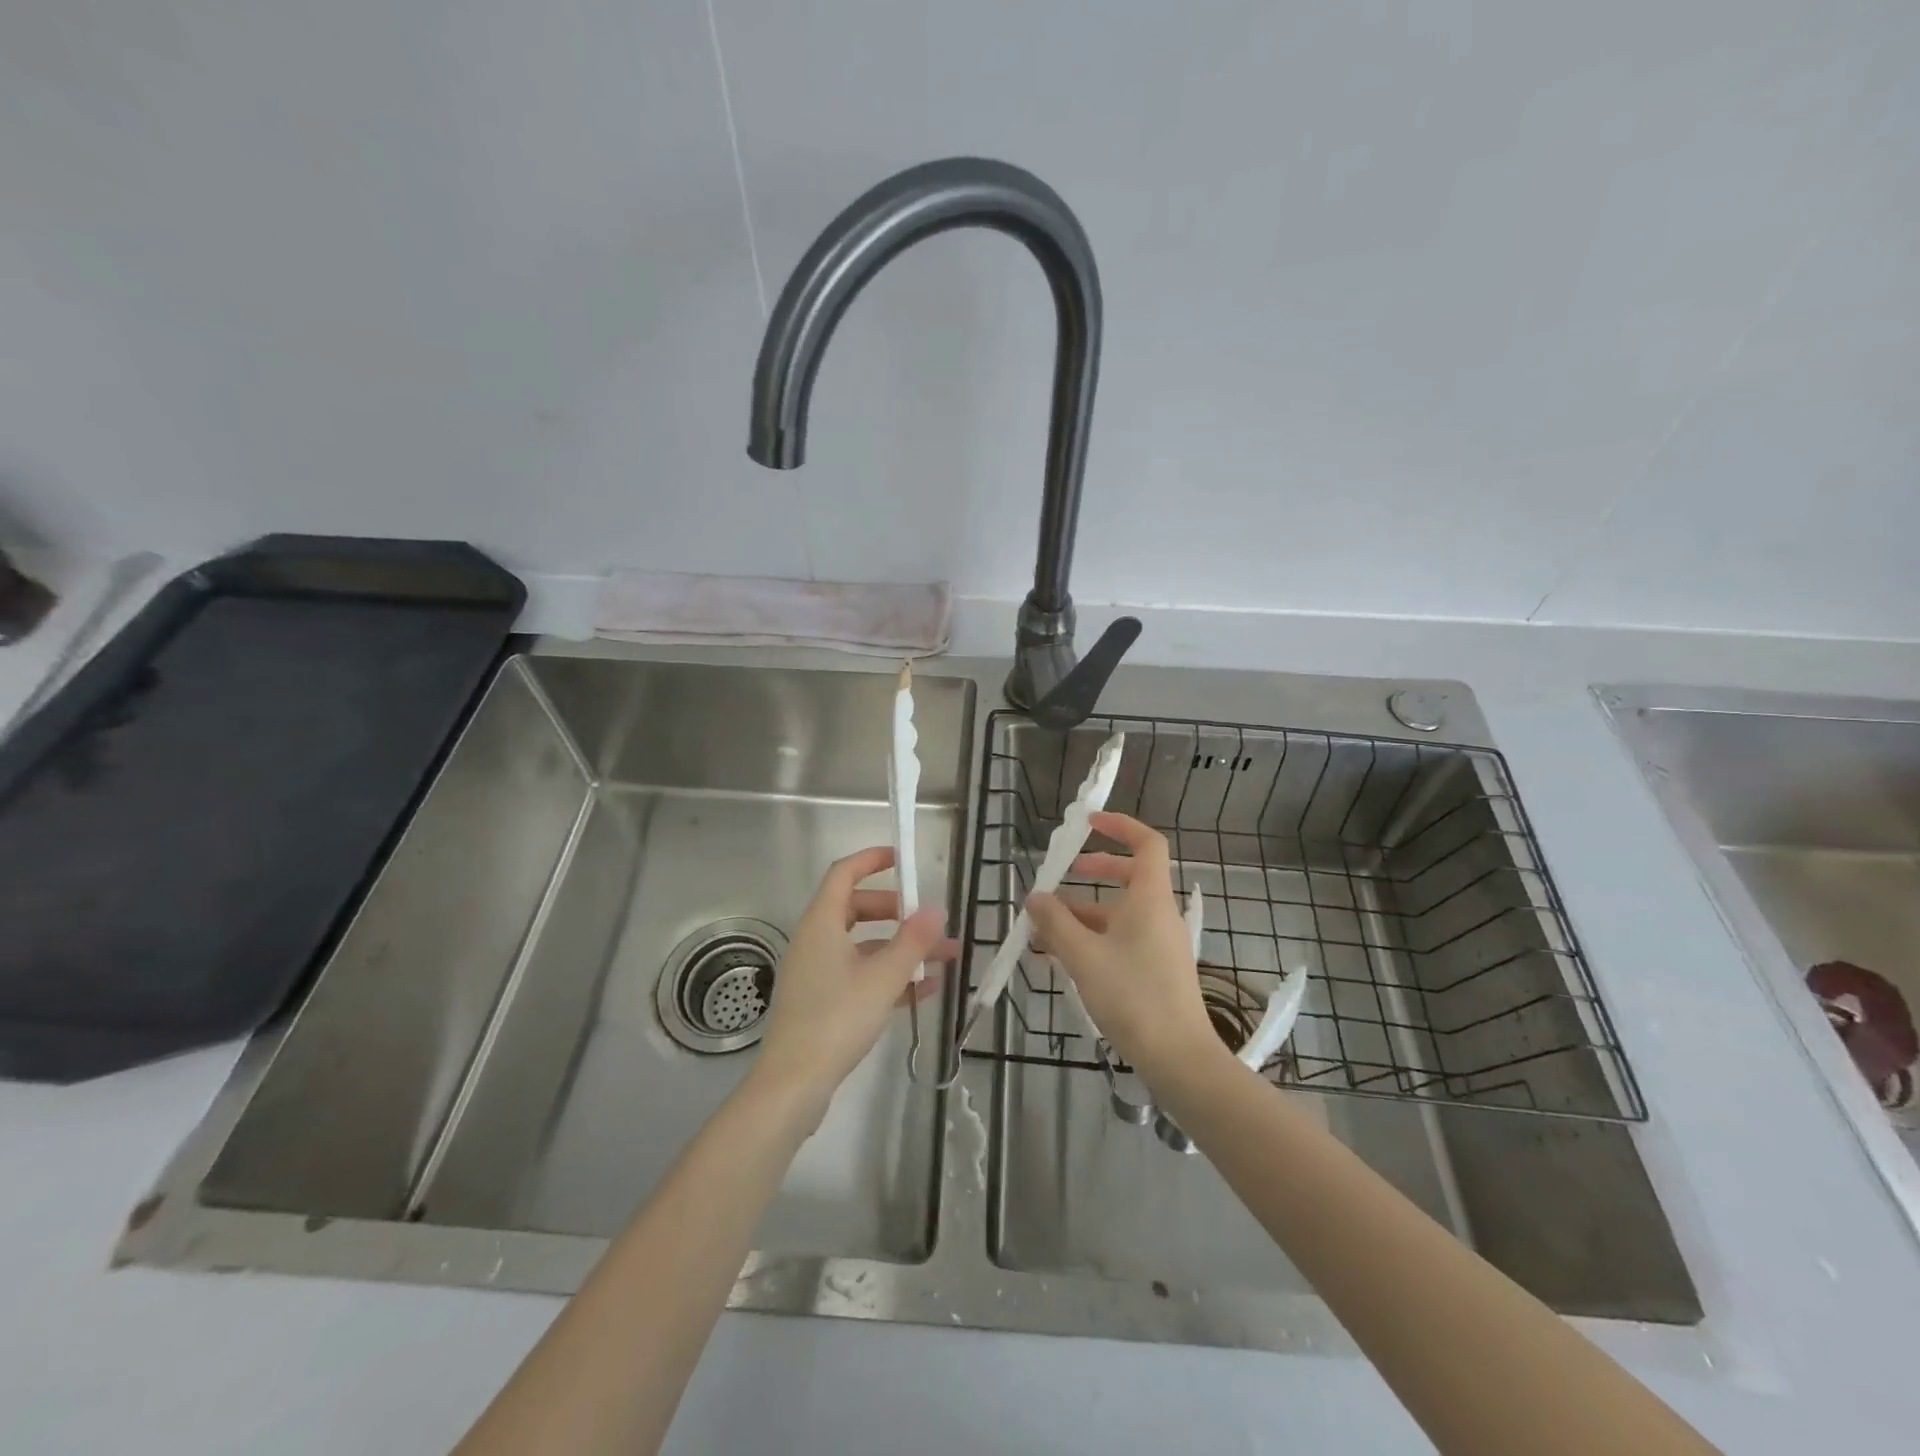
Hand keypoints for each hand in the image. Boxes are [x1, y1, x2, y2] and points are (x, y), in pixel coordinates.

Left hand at [753, 846, 955, 1114]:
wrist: (793, 1086)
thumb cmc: (836, 1019)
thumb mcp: (883, 977)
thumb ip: (912, 941)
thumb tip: (936, 908)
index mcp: (821, 924)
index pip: (844, 874)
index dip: (871, 860)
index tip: (902, 859)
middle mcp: (815, 941)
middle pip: (856, 909)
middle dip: (897, 912)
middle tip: (928, 920)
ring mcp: (817, 973)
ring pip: (863, 947)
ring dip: (901, 949)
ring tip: (945, 958)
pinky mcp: (822, 1003)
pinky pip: (860, 976)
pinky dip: (889, 976)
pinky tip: (925, 991)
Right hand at [1027, 812, 1224, 1085]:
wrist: (1180, 1059)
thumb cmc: (1133, 997)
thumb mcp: (1084, 957)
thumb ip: (1055, 924)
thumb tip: (1035, 897)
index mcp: (1149, 899)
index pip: (1148, 844)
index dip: (1120, 826)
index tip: (1089, 823)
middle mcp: (1158, 915)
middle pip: (1129, 877)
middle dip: (1093, 871)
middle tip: (1061, 875)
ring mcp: (1158, 944)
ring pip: (1118, 914)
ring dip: (1081, 915)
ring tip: (1042, 930)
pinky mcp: (1154, 970)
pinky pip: (1120, 940)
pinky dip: (1092, 940)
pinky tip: (1059, 959)